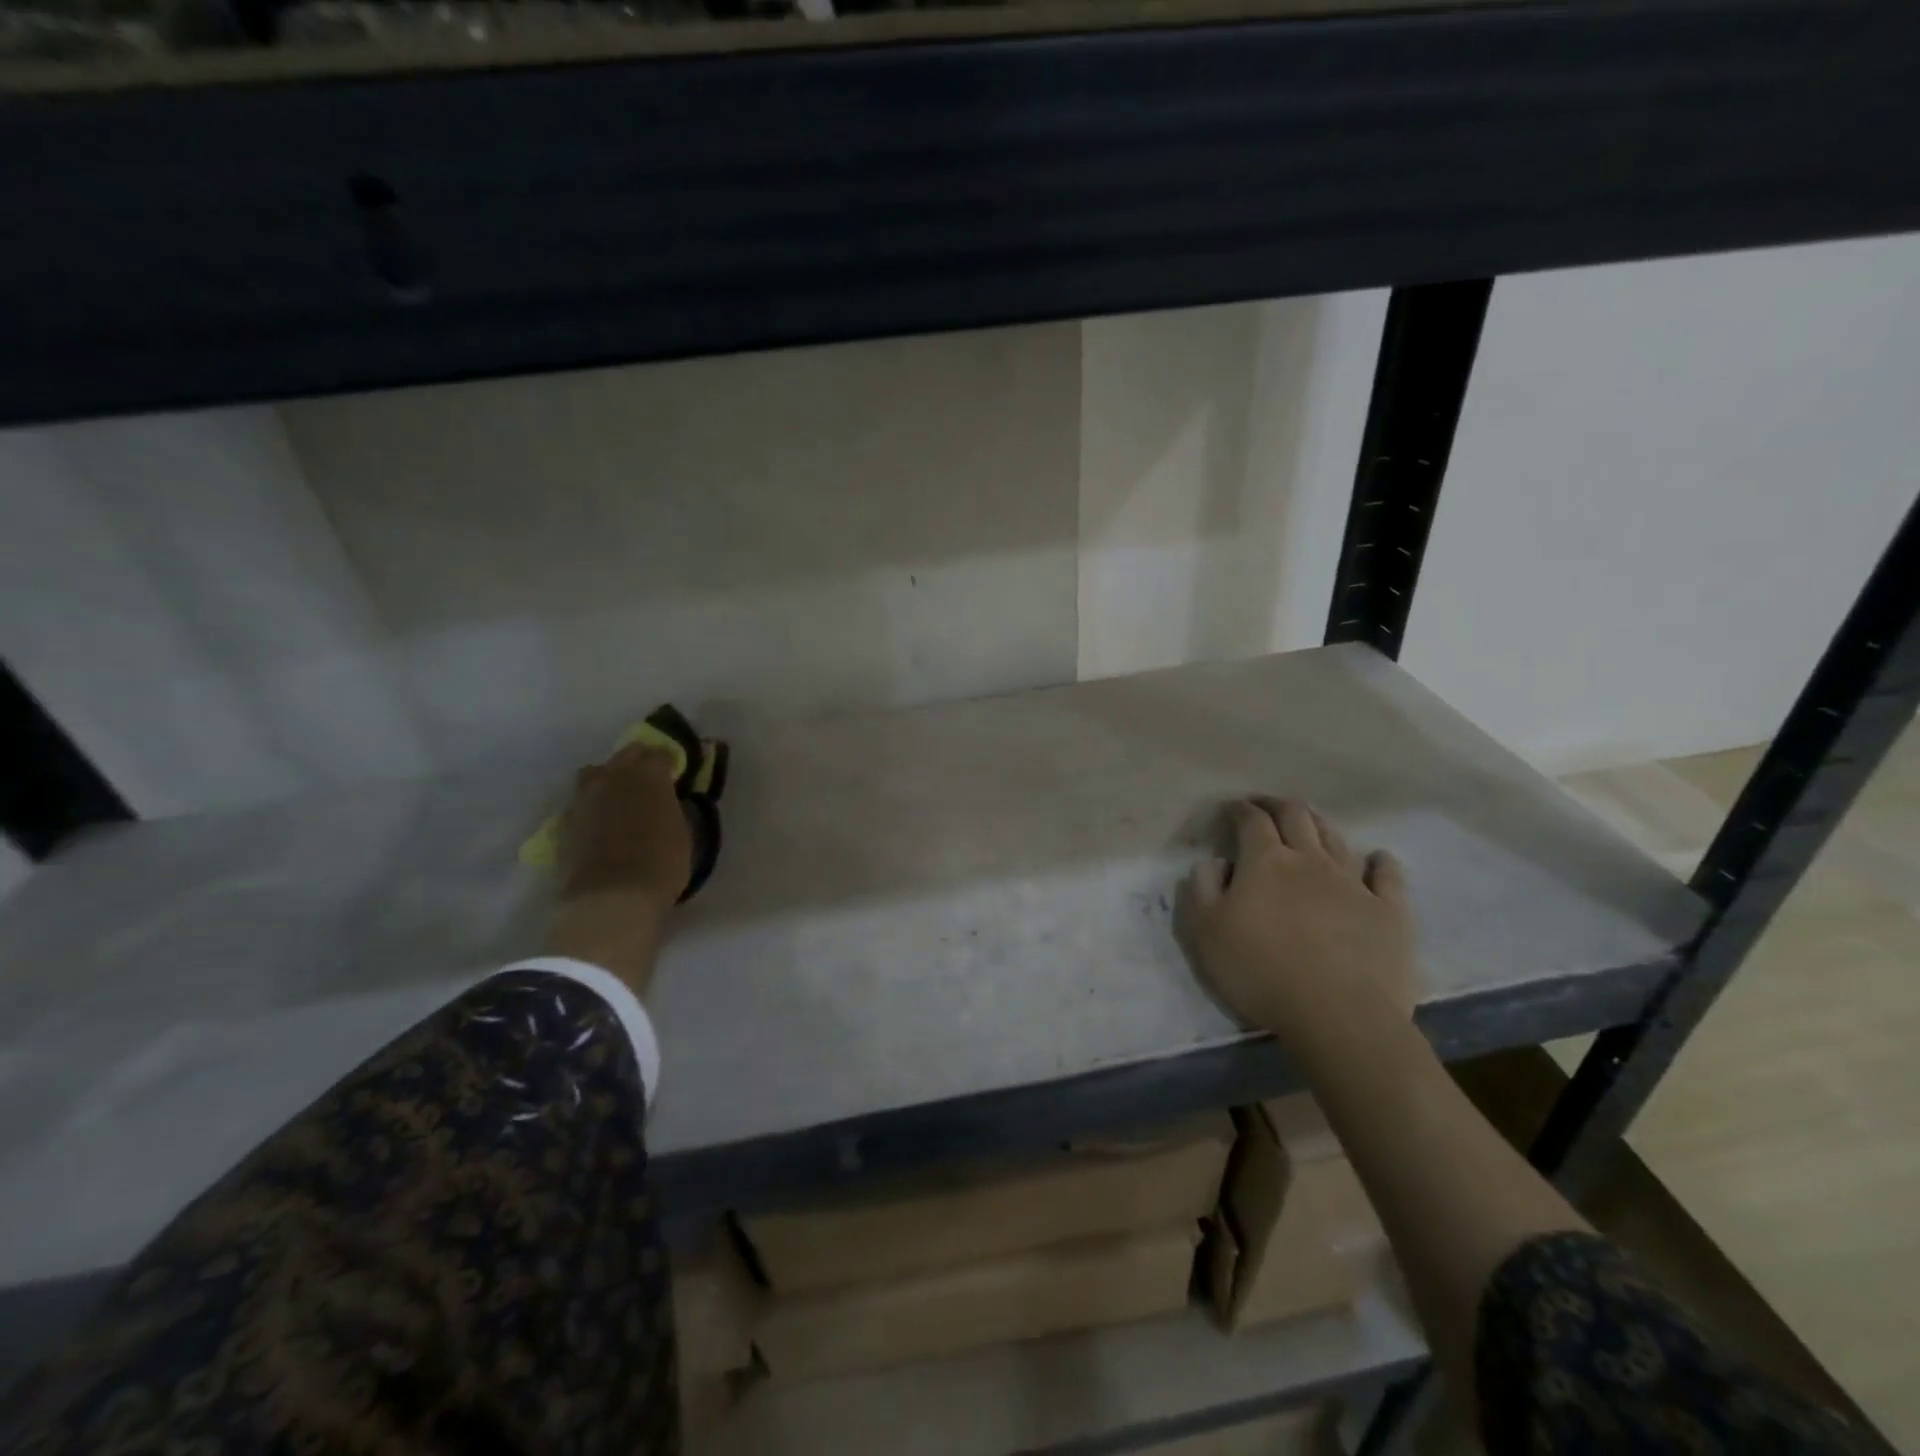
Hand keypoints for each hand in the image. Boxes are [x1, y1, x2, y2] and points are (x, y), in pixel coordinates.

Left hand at [557, 742, 691, 912]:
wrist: (612, 896)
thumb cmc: (662, 865)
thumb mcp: (683, 833)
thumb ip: (674, 808)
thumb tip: (670, 801)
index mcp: (650, 777)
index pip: (660, 754)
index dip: (669, 763)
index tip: (676, 775)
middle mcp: (616, 777)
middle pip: (627, 754)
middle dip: (640, 761)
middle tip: (650, 780)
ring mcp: (586, 796)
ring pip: (596, 772)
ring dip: (610, 777)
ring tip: (619, 795)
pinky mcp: (566, 819)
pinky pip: (580, 799)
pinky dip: (592, 803)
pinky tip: (600, 819)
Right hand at [1178, 798, 1418, 1058]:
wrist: (1338, 1014)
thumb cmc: (1261, 971)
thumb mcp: (1206, 932)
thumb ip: (1202, 889)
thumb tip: (1213, 863)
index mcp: (1265, 861)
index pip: (1251, 821)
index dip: (1240, 810)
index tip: (1232, 809)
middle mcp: (1310, 860)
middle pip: (1296, 817)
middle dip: (1278, 805)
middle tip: (1266, 805)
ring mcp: (1353, 883)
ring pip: (1336, 839)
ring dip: (1320, 825)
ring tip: (1310, 824)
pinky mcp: (1389, 911)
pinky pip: (1387, 876)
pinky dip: (1380, 861)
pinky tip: (1378, 858)